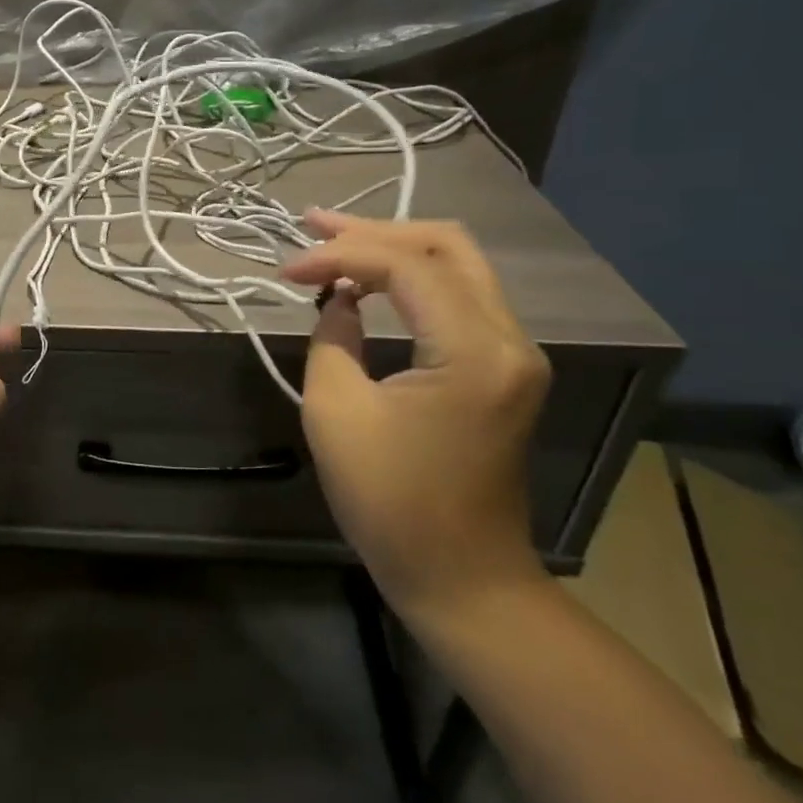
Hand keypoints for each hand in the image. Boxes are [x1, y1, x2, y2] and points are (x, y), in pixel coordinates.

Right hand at [280, 212, 550, 625]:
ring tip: (333, 239)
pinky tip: (368, 280)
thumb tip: (337, 299)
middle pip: (447, 246)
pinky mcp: (504, 367)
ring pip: (458, 265)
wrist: (462, 577)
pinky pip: (460, 297)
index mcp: (475, 351)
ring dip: (394, 247)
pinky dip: (411, 279)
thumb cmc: (391, 503)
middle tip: (313, 225)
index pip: (406, 267)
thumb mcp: (336, 412)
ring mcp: (515, 352)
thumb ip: (332, 337)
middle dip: (375, 230)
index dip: (341, 254)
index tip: (287, 269)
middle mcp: (510, 338)